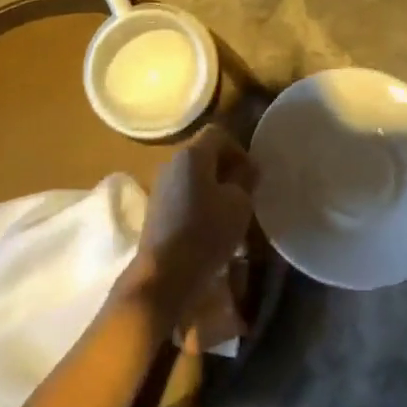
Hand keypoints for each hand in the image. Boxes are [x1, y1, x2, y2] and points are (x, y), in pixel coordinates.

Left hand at [127, 126, 256, 320]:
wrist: (164, 274)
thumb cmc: (206, 232)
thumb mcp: (239, 204)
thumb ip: (245, 179)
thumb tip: (246, 168)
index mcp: (192, 154)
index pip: (217, 133)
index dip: (238, 149)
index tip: (251, 175)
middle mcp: (172, 162)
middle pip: (203, 154)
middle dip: (226, 169)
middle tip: (244, 193)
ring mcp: (160, 186)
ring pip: (193, 176)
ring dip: (213, 188)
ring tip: (229, 213)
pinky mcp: (156, 209)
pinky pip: (183, 194)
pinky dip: (199, 203)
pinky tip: (210, 227)